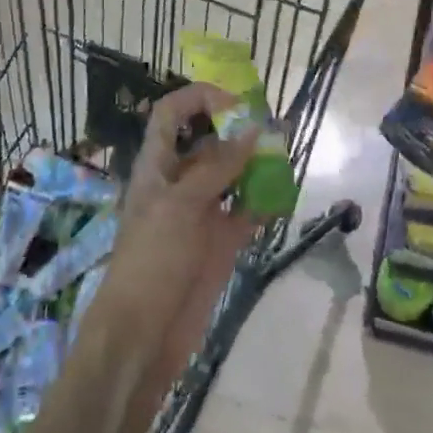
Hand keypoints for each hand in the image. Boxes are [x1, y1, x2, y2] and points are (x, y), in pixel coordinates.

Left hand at [94, 82, 261, 394]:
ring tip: (287, 154)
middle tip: (276, 127)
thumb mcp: (181, 206)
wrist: (145, 334)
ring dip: (257, 164)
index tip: (236, 103)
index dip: (198, 99)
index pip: (171, 115)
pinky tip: (286, 195)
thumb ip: (218, 167)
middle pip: (209, 142)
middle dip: (239, 130)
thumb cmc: (152, 260)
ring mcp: (201, 213)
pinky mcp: (219, 241)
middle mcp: (180, 182)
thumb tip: (254, 128)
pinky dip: (265, 202)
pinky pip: (247, 212)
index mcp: (157, 166)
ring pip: (232, 176)